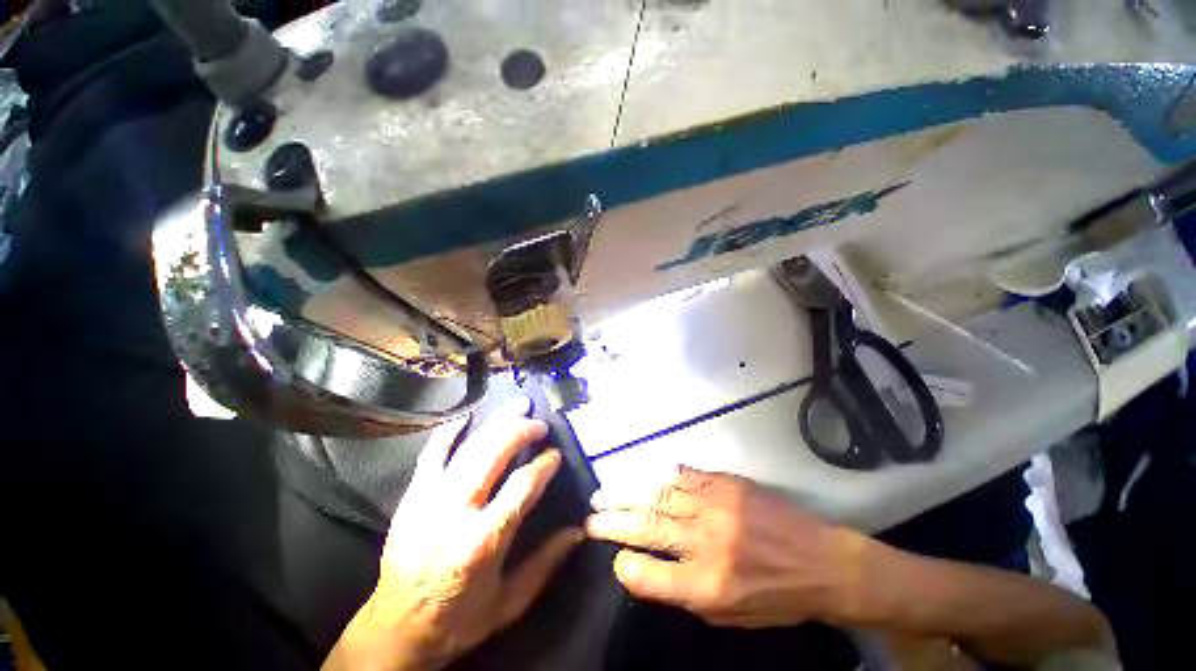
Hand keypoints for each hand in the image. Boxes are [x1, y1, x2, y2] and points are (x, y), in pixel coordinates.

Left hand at [324, 399, 582, 670]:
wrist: (395, 629)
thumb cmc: (457, 619)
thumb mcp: (508, 602)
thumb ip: (545, 564)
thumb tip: (578, 530)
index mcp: (483, 541)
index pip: (522, 486)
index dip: (544, 465)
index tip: (556, 455)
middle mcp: (456, 512)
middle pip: (494, 454)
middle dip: (521, 432)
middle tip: (540, 425)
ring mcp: (429, 499)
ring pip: (469, 447)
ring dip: (496, 422)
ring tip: (518, 407)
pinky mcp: (412, 495)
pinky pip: (432, 453)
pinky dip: (450, 431)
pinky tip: (467, 416)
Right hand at [586, 466, 865, 627]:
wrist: (822, 561)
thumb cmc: (776, 597)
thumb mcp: (729, 616)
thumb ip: (682, 592)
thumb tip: (642, 566)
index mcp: (708, 584)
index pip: (649, 575)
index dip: (625, 565)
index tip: (613, 558)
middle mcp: (706, 541)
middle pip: (647, 527)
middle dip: (613, 521)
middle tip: (591, 517)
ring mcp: (715, 505)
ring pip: (658, 495)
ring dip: (627, 493)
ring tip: (604, 493)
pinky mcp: (725, 482)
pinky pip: (683, 475)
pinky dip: (659, 477)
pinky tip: (644, 477)